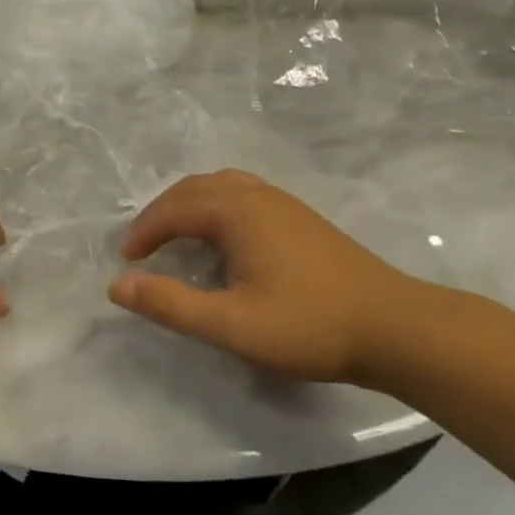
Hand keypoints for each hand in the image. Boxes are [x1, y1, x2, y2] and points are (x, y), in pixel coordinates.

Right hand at [109, 169, 428, 383]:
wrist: (396, 328)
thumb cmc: (309, 325)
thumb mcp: (231, 324)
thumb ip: (171, 304)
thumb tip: (117, 285)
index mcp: (236, 211)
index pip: (173, 208)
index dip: (144, 232)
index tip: (127, 261)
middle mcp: (256, 195)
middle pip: (195, 188)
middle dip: (162, 213)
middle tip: (144, 246)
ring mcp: (284, 203)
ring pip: (222, 186)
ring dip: (190, 205)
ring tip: (177, 235)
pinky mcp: (302, 218)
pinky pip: (243, 195)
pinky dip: (216, 207)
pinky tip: (225, 239)